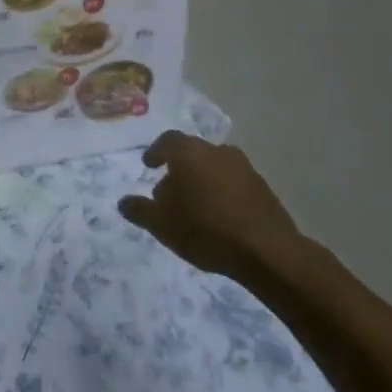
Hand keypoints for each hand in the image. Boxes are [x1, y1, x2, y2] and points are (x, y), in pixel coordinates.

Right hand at [118, 131, 305, 284]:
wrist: (267, 251)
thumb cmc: (205, 229)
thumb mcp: (161, 224)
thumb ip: (139, 210)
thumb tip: (124, 202)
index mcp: (189, 153)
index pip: (168, 141)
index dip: (156, 152)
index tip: (149, 165)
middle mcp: (217, 151)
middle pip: (192, 153)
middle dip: (179, 169)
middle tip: (170, 192)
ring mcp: (244, 168)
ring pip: (215, 167)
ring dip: (203, 180)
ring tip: (196, 206)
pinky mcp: (263, 188)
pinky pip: (235, 183)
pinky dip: (223, 193)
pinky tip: (220, 216)